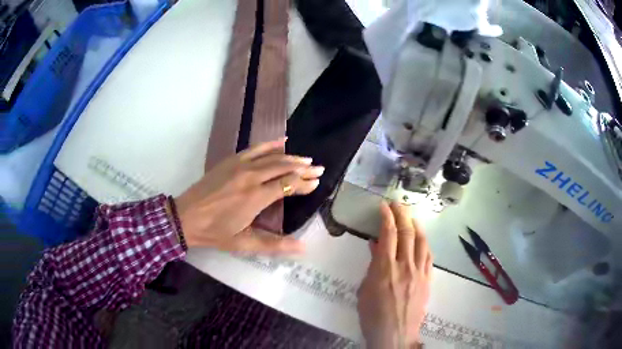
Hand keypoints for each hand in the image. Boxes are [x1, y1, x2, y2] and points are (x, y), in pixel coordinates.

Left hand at [174, 138, 322, 253]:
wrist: (186, 217)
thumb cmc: (215, 232)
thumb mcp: (244, 243)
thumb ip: (275, 244)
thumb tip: (302, 248)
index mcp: (256, 197)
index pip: (288, 184)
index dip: (304, 183)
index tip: (317, 183)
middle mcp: (251, 176)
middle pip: (283, 167)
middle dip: (303, 168)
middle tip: (318, 168)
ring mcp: (240, 165)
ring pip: (272, 156)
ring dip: (291, 156)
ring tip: (306, 159)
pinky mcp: (231, 161)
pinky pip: (255, 148)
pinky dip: (270, 144)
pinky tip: (282, 141)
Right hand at [357, 202, 432, 347]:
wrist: (395, 334)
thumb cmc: (372, 315)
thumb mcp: (364, 290)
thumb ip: (372, 266)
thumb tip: (376, 246)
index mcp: (384, 268)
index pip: (388, 234)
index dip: (387, 216)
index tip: (384, 206)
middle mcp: (404, 266)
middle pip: (407, 233)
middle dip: (402, 214)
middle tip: (398, 204)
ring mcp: (419, 272)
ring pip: (421, 242)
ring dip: (416, 225)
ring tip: (412, 217)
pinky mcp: (428, 280)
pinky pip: (429, 257)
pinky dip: (425, 244)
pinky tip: (422, 239)